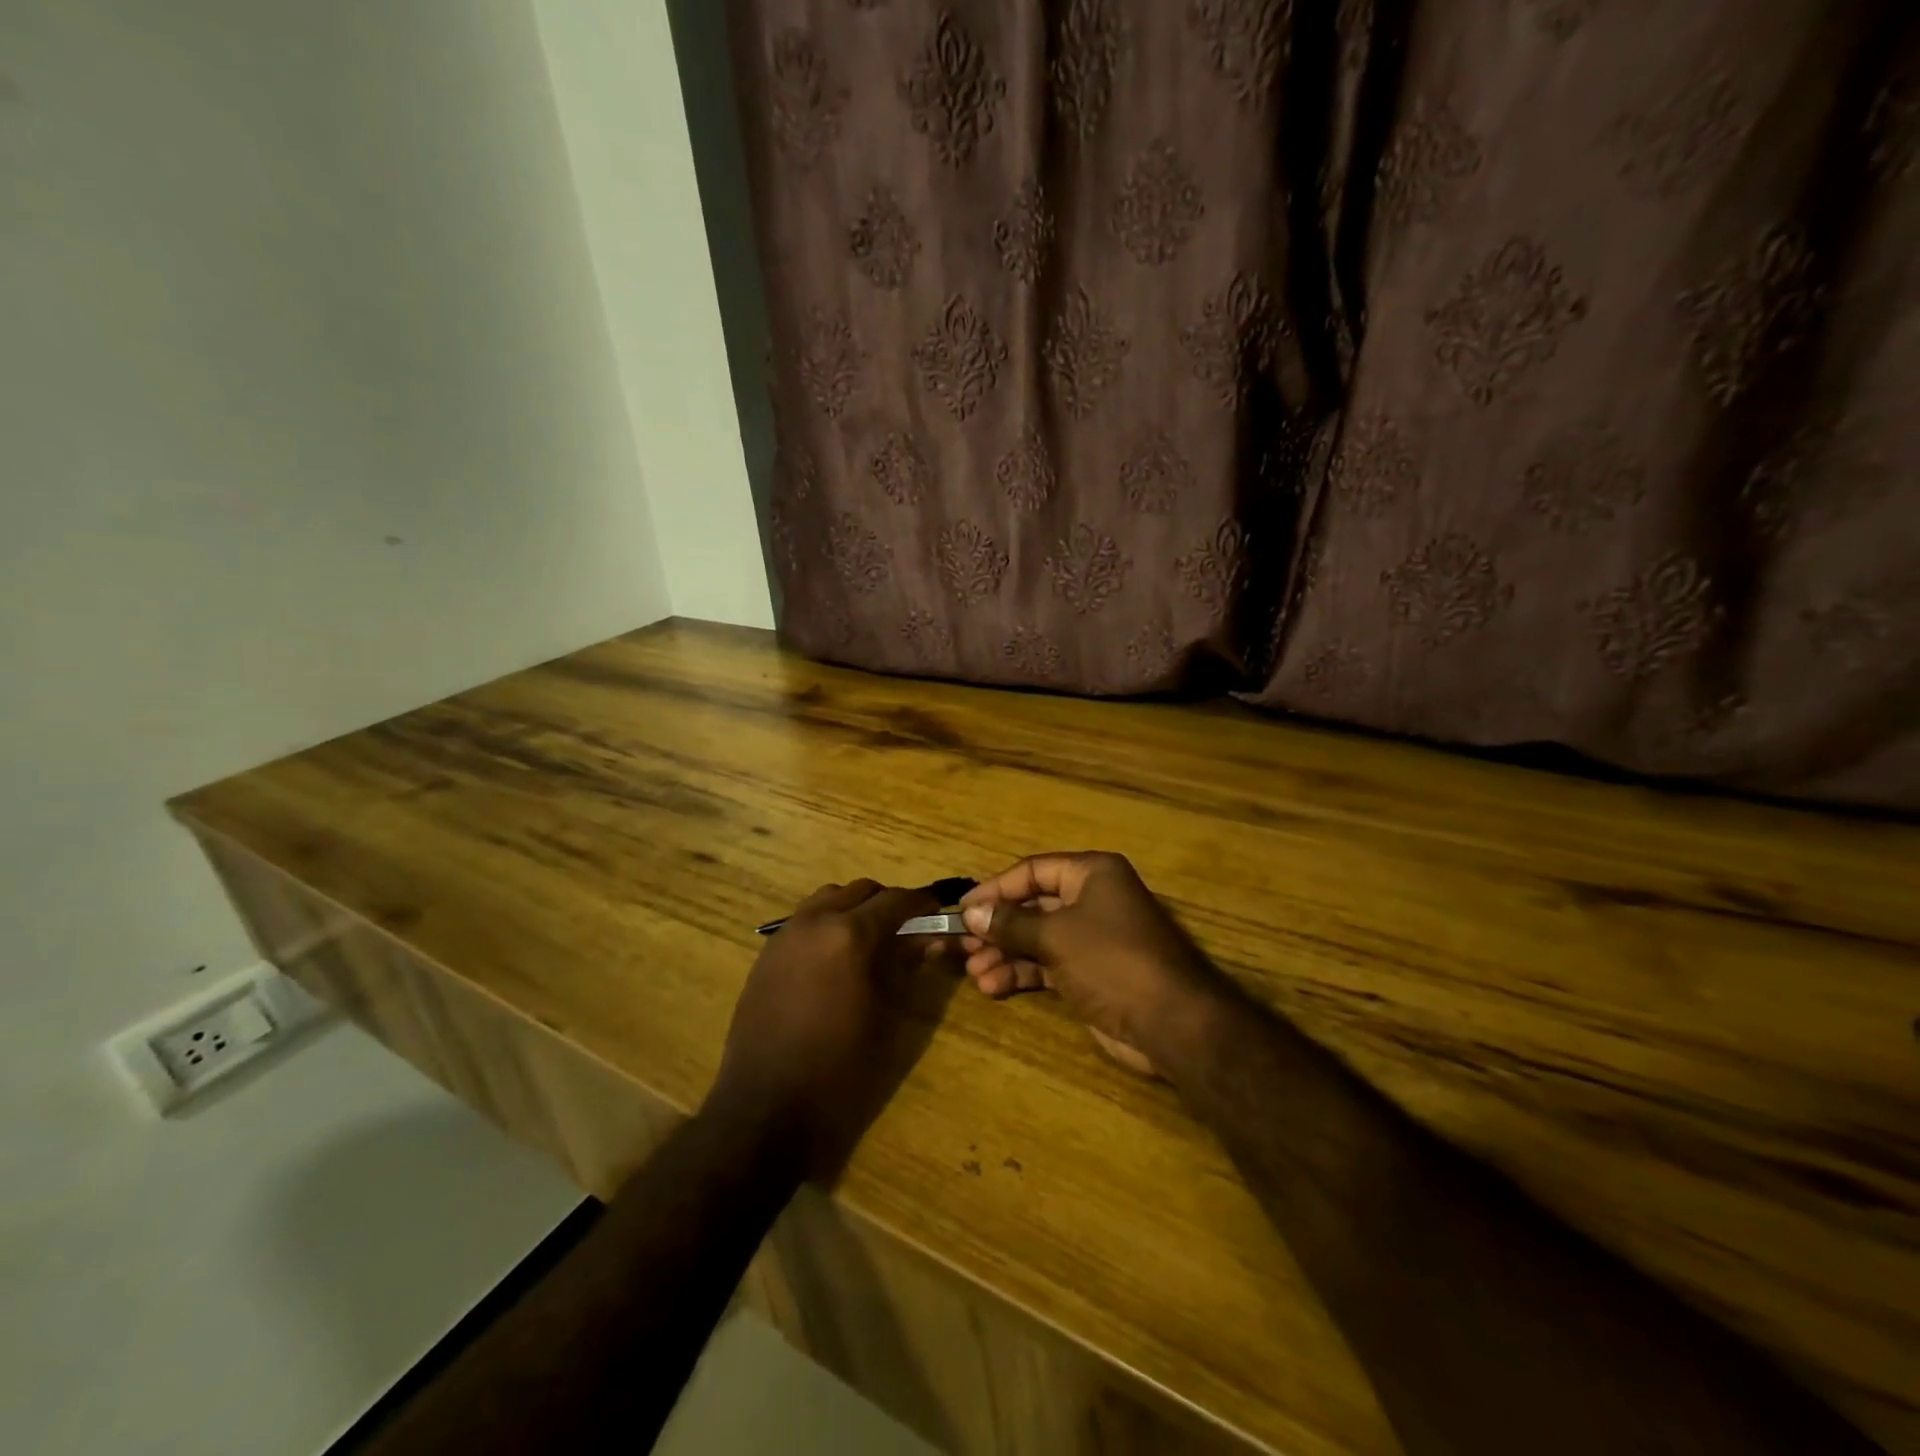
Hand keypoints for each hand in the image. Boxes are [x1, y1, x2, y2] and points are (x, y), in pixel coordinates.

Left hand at [707, 879, 937, 1176]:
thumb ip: (906, 966)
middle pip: (861, 891)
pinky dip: (827, 924)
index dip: (922, 903)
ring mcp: (786, 934)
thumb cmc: (840, 1067)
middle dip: (888, 904)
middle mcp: (816, 921)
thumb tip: (930, 939)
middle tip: (907, 930)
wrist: (767, 1106)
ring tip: (869, 941)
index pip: (896, 900)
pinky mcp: (767, 953)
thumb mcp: (886, 1015)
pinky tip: (834, 959)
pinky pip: (804, 920)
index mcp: (850, 934)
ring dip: (854, 908)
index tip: (938, 911)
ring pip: (829, 898)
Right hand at [958, 852, 1237, 1079]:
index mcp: (1092, 874)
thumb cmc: (1111, 960)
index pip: (1032, 871)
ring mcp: (1092, 938)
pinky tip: (993, 986)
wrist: (1170, 1023)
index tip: (962, 909)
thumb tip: (971, 913)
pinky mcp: (1091, 973)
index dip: (995, 889)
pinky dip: (1022, 973)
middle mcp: (1092, 899)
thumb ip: (1010, 923)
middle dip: (997, 927)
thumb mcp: (1056, 936)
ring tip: (974, 972)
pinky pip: (1048, 965)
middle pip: (1033, 906)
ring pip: (1037, 938)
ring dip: (1005, 953)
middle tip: (962, 946)